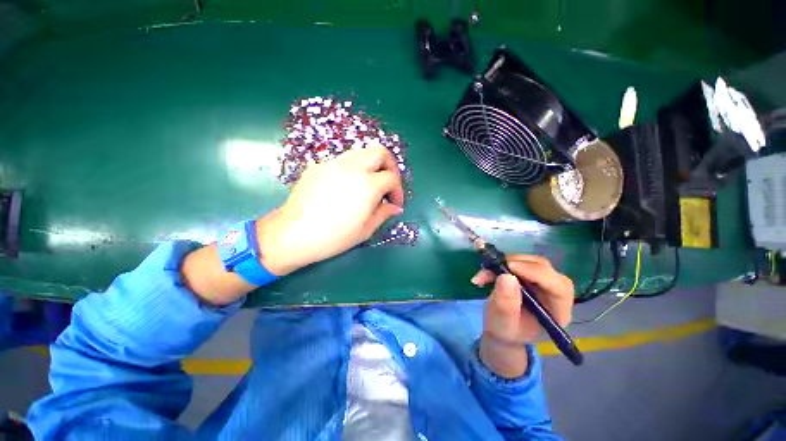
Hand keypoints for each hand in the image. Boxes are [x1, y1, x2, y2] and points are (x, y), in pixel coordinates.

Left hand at [258, 145, 404, 275]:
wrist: (293, 234)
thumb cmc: (334, 236)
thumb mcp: (366, 229)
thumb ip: (384, 213)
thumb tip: (395, 207)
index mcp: (368, 184)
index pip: (392, 178)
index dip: (398, 191)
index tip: (394, 204)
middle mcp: (353, 167)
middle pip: (380, 152)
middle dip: (389, 166)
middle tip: (387, 184)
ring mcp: (334, 163)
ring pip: (361, 153)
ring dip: (371, 165)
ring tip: (368, 185)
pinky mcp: (319, 166)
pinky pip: (343, 161)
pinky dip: (353, 170)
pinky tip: (346, 188)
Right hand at [471, 255, 573, 377]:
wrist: (502, 329)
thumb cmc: (506, 332)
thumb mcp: (503, 324)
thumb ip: (506, 305)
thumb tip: (507, 277)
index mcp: (558, 312)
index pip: (559, 287)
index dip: (537, 273)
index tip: (510, 267)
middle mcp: (555, 294)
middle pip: (545, 269)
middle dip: (518, 265)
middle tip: (493, 268)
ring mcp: (543, 282)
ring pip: (530, 261)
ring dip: (505, 263)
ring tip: (485, 274)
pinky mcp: (530, 274)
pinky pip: (518, 261)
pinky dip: (500, 263)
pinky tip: (486, 273)